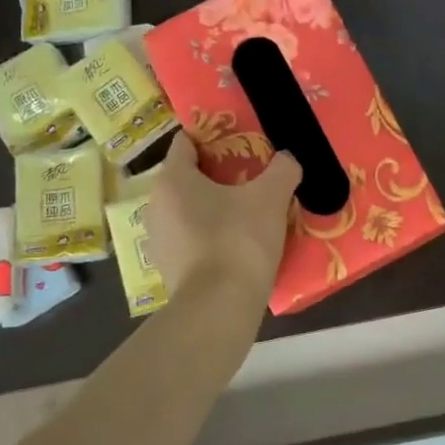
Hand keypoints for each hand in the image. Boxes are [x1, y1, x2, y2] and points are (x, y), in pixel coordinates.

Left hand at [145, 133, 301, 300]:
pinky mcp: (168, 268)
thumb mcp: (271, 197)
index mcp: (173, 179)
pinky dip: (211, 236)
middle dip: (219, 174)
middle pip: (188, 177)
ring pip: (189, 210)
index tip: (243, 141)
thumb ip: (282, 169)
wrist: (219, 307)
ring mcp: (158, 239)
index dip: (215, 137)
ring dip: (215, 208)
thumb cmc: (239, 240)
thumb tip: (287, 158)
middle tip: (253, 177)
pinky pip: (191, 239)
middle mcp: (156, 204)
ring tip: (249, 212)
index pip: (187, 142)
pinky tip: (238, 245)